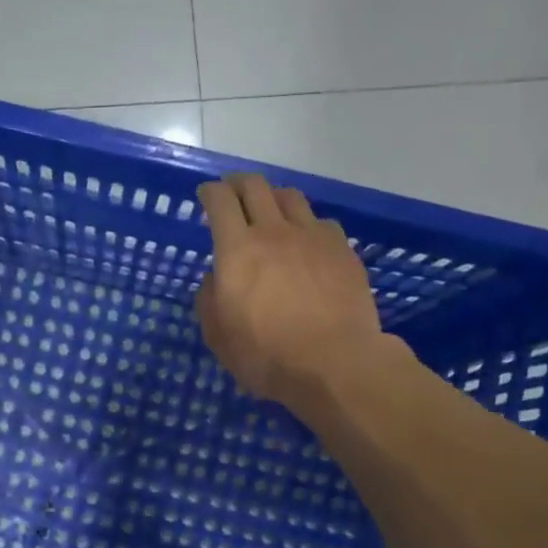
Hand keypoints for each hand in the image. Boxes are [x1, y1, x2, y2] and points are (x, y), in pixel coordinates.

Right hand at [196, 172, 384, 405]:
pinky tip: (307, 242)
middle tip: (232, 193)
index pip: (220, 201)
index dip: (210, 192)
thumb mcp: (219, 337)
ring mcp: (313, 237)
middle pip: (255, 186)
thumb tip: (216, 278)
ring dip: (273, 198)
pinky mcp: (342, 250)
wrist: (335, 363)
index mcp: (237, 250)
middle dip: (238, 184)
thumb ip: (210, 300)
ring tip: (270, 211)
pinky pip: (321, 222)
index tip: (205, 196)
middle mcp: (274, 231)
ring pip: (291, 197)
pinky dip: (307, 225)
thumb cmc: (268, 356)